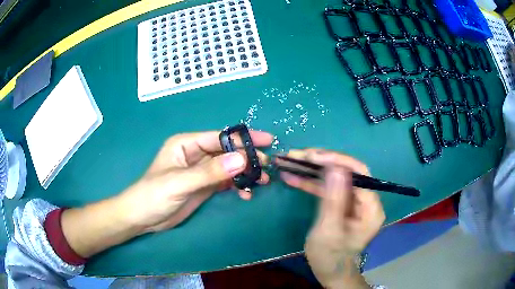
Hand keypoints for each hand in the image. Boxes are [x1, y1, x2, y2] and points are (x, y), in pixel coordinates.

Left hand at [61, 130, 271, 258]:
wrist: (143, 218)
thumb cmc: (153, 195)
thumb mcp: (180, 183)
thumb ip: (209, 172)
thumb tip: (242, 159)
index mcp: (186, 144)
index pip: (219, 137)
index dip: (242, 138)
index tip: (266, 141)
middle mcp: (195, 154)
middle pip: (227, 151)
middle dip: (247, 158)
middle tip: (266, 167)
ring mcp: (201, 171)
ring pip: (229, 166)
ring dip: (245, 173)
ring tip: (261, 182)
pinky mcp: (204, 186)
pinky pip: (225, 181)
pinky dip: (237, 185)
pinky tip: (245, 193)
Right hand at [280, 149, 384, 287]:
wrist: (331, 274)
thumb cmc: (331, 258)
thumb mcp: (329, 231)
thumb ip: (333, 200)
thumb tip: (335, 167)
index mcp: (370, 207)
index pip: (359, 173)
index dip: (337, 160)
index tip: (311, 156)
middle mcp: (366, 200)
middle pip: (346, 172)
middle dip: (321, 162)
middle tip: (296, 155)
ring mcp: (354, 202)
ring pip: (335, 178)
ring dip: (312, 170)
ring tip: (289, 162)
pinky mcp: (342, 205)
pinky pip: (328, 189)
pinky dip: (311, 183)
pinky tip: (293, 178)